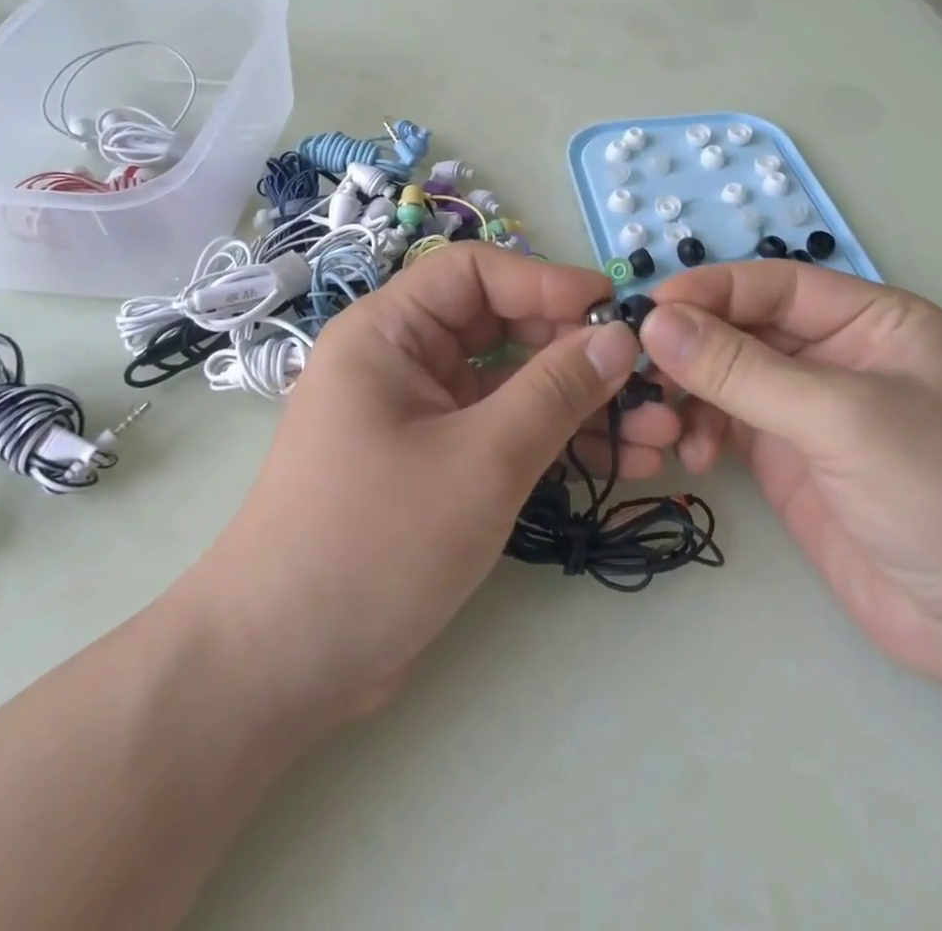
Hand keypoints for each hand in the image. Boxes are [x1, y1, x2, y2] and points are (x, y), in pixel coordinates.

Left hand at [174, 243, 680, 726]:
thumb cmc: (375, 541)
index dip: (548, 283)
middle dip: (578, 354)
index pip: (477, 274)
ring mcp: (422, 415)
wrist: (283, 666)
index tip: (616, 313)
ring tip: (659, 433)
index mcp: (389, 332)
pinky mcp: (438, 464)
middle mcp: (403, 361)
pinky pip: (506, 432)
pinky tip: (623, 461)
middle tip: (648, 383)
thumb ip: (555, 392)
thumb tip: (620, 338)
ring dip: (581, 405)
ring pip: (514, 386)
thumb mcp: (480, 460)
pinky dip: (557, 442)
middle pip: (503, 329)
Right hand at [640, 263, 941, 689]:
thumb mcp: (841, 418)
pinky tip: (690, 454)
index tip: (646, 312)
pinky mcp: (786, 459)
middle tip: (637, 370)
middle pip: (741, 328)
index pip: (772, 286)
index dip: (709, 292)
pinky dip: (699, 431)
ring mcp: (806, 409)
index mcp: (868, 320)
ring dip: (688, 391)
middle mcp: (833, 355)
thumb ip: (742, 371)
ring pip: (724, 376)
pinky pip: (724, 424)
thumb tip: (653, 324)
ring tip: (661, 419)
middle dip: (690, 347)